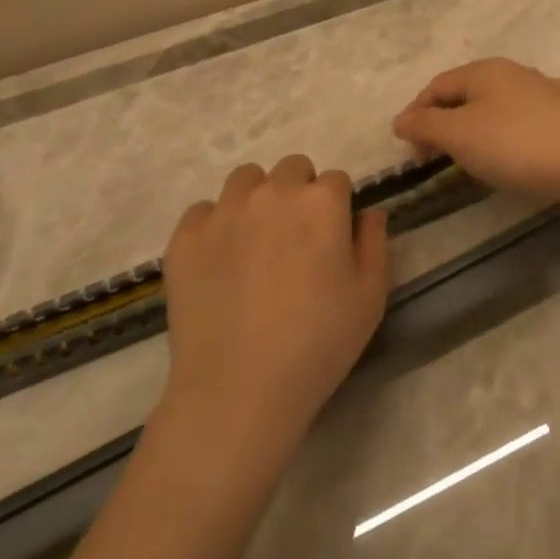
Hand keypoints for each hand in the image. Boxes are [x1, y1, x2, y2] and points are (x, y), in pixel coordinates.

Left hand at [158, 156, 387, 449]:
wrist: (238, 390)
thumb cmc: (318, 343)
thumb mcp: (371, 296)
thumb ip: (374, 242)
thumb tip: (368, 212)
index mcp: (321, 202)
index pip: (336, 179)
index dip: (337, 207)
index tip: (333, 238)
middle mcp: (273, 193)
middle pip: (292, 168)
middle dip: (299, 192)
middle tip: (297, 238)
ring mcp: (224, 212)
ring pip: (246, 179)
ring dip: (258, 197)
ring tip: (257, 241)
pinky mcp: (185, 238)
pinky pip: (203, 210)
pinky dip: (215, 224)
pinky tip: (221, 260)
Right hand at [392, 58, 559, 200]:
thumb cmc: (513, 145)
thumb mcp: (458, 135)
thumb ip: (425, 125)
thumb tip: (400, 120)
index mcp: (484, 70)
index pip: (438, 86)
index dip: (416, 113)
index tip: (406, 145)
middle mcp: (515, 71)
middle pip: (468, 93)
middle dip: (446, 119)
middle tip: (433, 152)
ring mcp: (547, 88)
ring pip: (501, 101)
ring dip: (480, 122)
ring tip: (473, 150)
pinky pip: (533, 113)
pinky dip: (517, 125)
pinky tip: (522, 136)